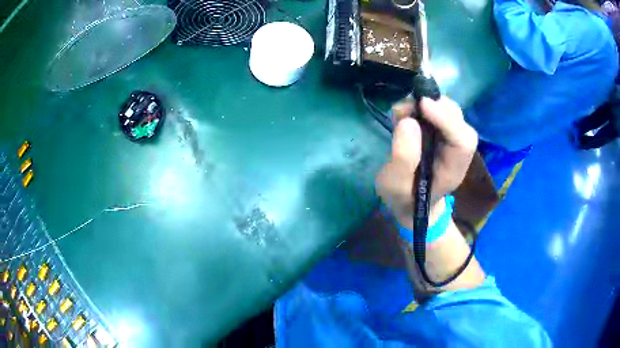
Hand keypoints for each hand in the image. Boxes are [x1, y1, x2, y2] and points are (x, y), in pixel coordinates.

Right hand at [376, 97, 477, 229]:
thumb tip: (408, 121)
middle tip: (408, 106)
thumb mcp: (395, 186)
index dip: (447, 120)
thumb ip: (403, 159)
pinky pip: (437, 110)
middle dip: (436, 107)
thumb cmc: (404, 197)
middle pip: (459, 121)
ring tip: (401, 111)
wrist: (409, 200)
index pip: (463, 141)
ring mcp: (449, 139)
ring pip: (449, 111)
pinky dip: (420, 106)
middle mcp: (456, 151)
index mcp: (453, 170)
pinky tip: (403, 113)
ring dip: (426, 104)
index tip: (423, 105)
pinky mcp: (439, 131)